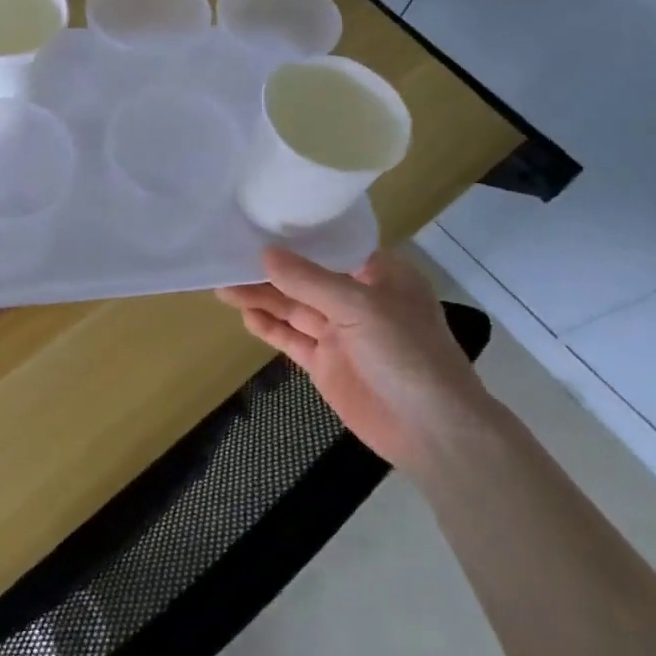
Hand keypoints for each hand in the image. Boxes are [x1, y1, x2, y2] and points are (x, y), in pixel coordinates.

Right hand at [217, 249, 488, 469]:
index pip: (332, 246)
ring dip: (262, 298)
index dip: (297, 237)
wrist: (433, 432)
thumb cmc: (408, 354)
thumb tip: (264, 253)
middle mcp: (359, 299)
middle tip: (227, 259)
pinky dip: (269, 327)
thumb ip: (309, 281)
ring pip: (294, 308)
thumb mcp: (360, 307)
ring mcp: (340, 333)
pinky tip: (244, 315)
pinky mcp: (325, 364)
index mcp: (381, 275)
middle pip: (306, 278)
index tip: (258, 222)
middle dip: (270, 271)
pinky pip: (291, 339)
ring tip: (222, 286)